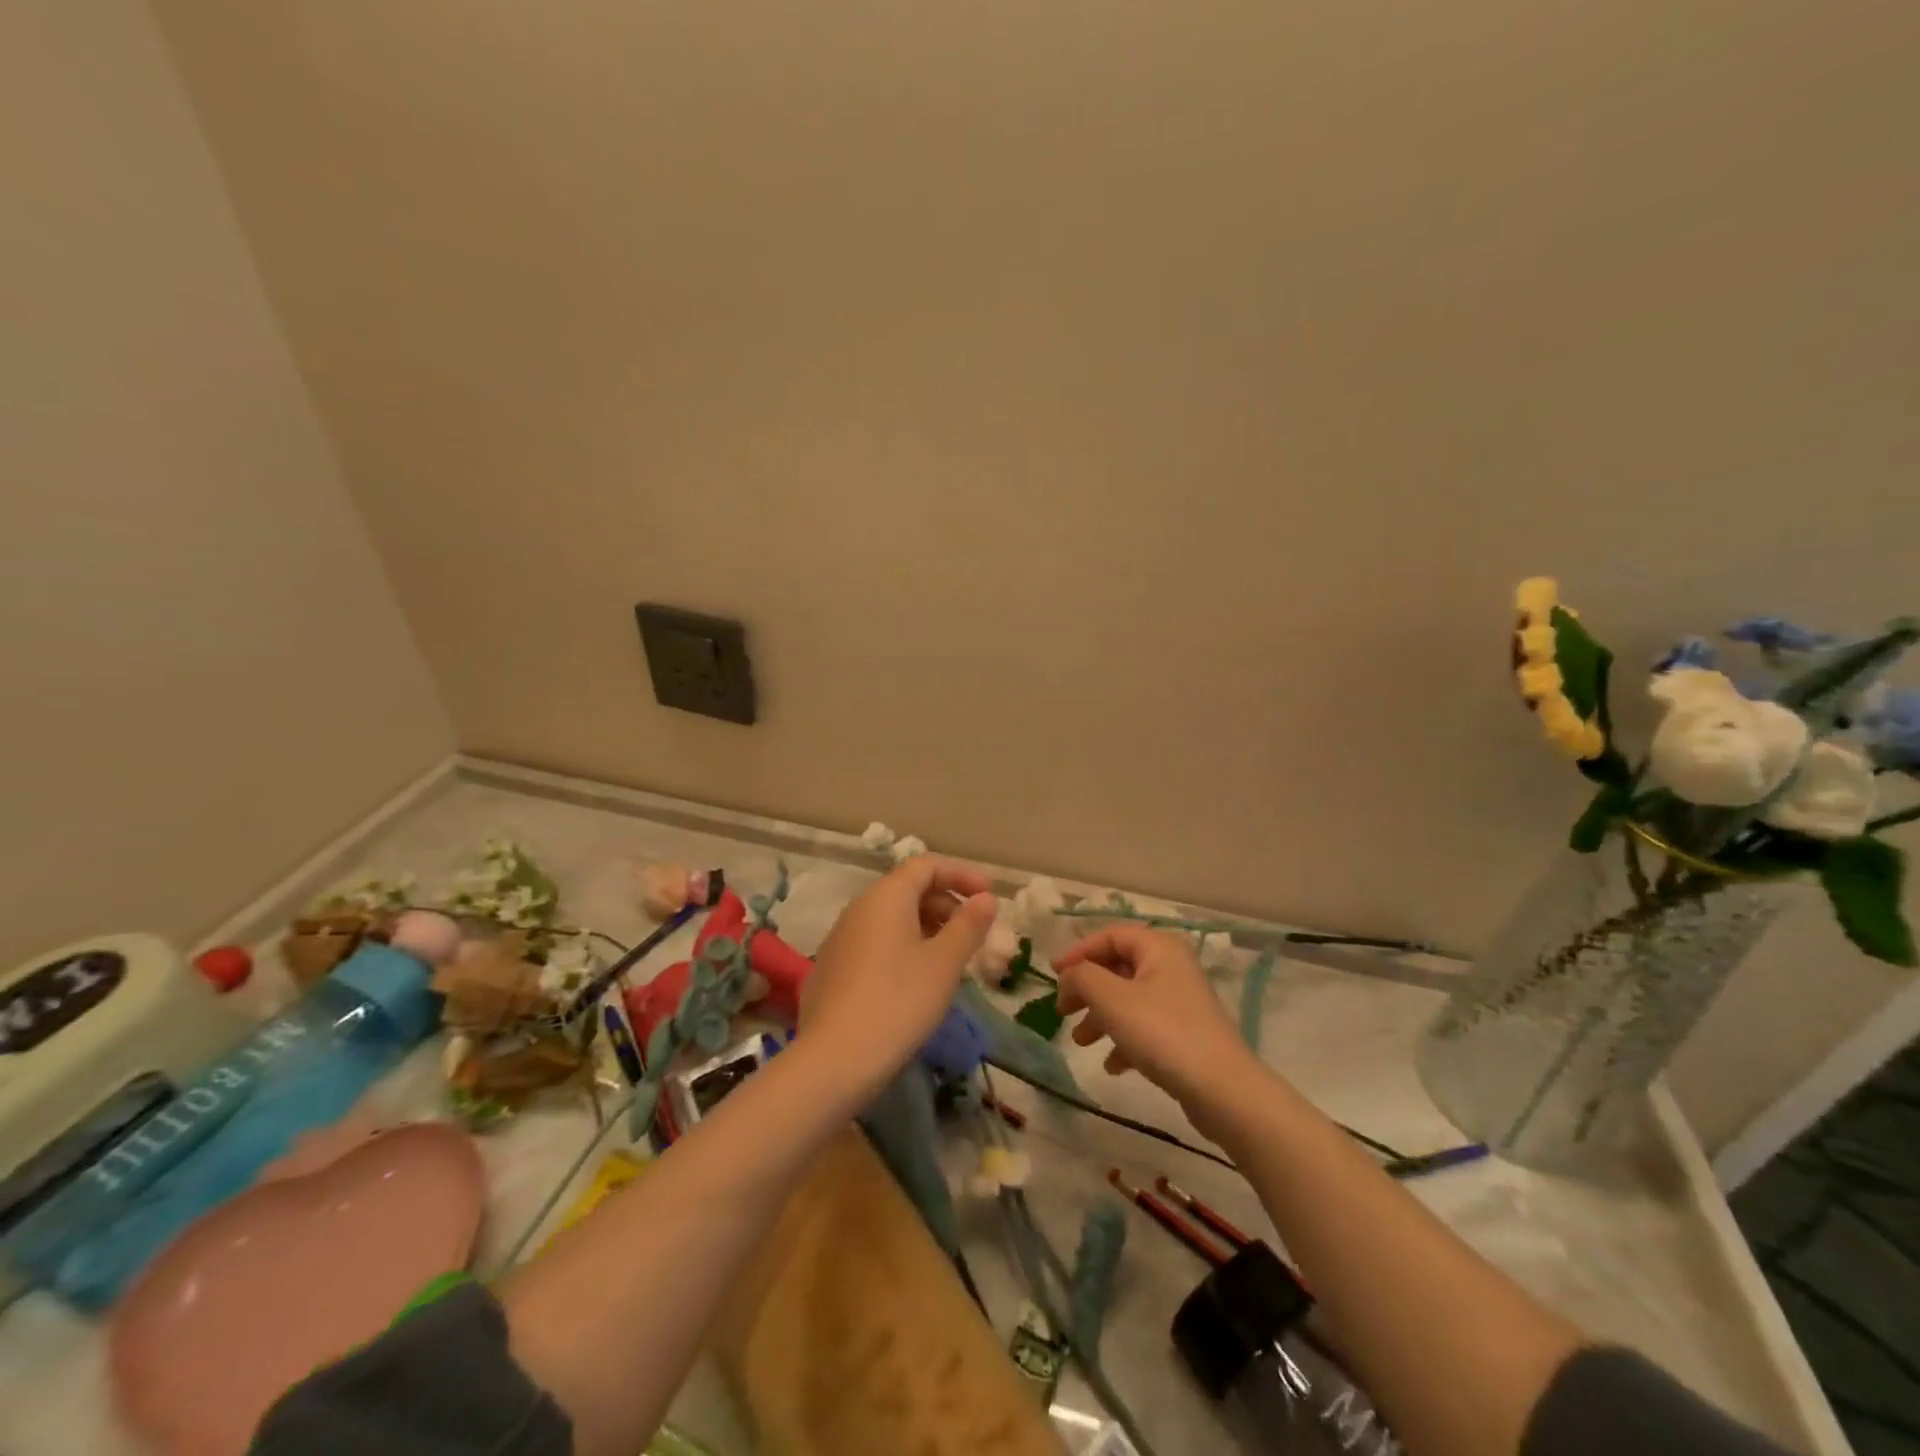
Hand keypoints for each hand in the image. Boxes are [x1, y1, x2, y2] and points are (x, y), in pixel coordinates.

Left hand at [805, 857, 998, 1092]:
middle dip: (946, 905)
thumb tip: (986, 899)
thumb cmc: (899, 1001)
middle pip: (908, 890)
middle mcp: (859, 908)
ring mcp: (840, 939)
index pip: (926, 865)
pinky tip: (915, 983)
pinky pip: (874, 944)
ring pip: (891, 919)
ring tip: (950, 960)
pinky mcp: (830, 969)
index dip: (961, 875)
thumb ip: (968, 925)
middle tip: (974, 935)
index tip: (988, 898)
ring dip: (926, 929)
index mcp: (886, 896)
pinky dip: (902, 948)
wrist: (834, 1060)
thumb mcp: (944, 963)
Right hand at [1056, 925, 1261, 1113]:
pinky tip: (1112, 1065)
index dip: (1078, 951)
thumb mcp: (1111, 998)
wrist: (1221, 1089)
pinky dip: (1124, 1040)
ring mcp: (1180, 1002)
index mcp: (1158, 948)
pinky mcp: (1185, 1035)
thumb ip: (1082, 977)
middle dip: (1087, 988)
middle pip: (1118, 967)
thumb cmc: (1162, 1032)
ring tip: (1081, 1041)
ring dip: (1100, 1016)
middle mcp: (1171, 967)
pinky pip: (1145, 1027)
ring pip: (1128, 999)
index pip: (1110, 935)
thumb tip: (1069, 975)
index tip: (1053, 975)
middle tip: (1062, 1010)